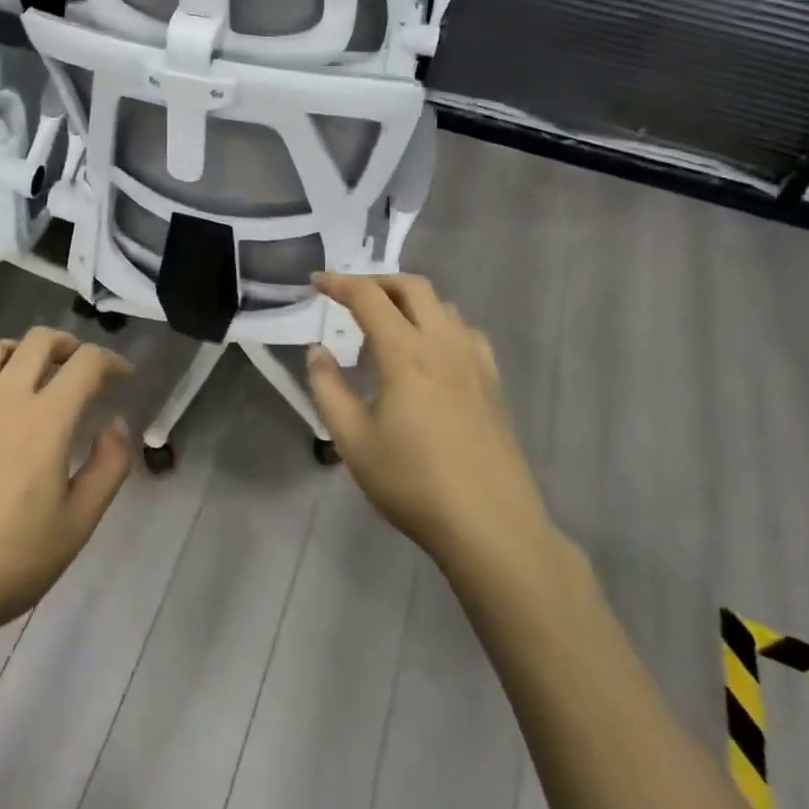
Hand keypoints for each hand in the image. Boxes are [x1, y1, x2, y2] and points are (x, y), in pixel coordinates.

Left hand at [0, 329, 133, 647]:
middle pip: (39, 340)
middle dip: (68, 345)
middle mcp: (4, 397)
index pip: (86, 363)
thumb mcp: (78, 523)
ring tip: (32, 375)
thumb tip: (116, 425)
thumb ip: (109, 467)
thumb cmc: (12, 561)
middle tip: (80, 369)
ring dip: (21, 351)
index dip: (111, 361)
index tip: (123, 377)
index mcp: (46, 419)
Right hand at [306, 273, 555, 581]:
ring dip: (409, 300)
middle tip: (349, 295)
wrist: (492, 526)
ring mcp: (474, 361)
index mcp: (406, 353)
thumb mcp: (353, 441)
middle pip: (412, 287)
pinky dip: (439, 323)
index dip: (338, 282)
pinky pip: (464, 331)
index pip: (368, 297)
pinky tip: (429, 353)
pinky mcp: (493, 382)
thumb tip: (317, 351)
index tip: (315, 282)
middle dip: (377, 281)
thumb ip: (328, 389)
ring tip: (386, 325)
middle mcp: (443, 344)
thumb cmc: (413, 483)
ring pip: (442, 305)